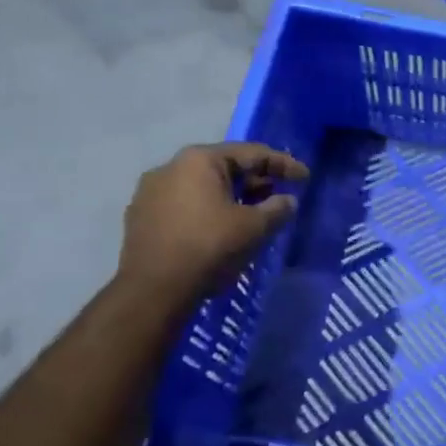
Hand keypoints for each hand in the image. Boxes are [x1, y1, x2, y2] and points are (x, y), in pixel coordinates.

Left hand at [118, 143, 308, 294]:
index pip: (251, 154)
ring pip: (203, 187)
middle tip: (280, 195)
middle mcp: (170, 167)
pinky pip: (185, 205)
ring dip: (231, 197)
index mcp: (199, 160)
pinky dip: (208, 210)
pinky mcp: (141, 218)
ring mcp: (150, 193)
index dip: (283, 164)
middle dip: (255, 181)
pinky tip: (222, 229)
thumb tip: (288, 201)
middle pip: (224, 167)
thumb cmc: (209, 248)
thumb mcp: (254, 227)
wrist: (152, 291)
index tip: (305, 177)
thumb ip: (277, 208)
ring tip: (254, 214)